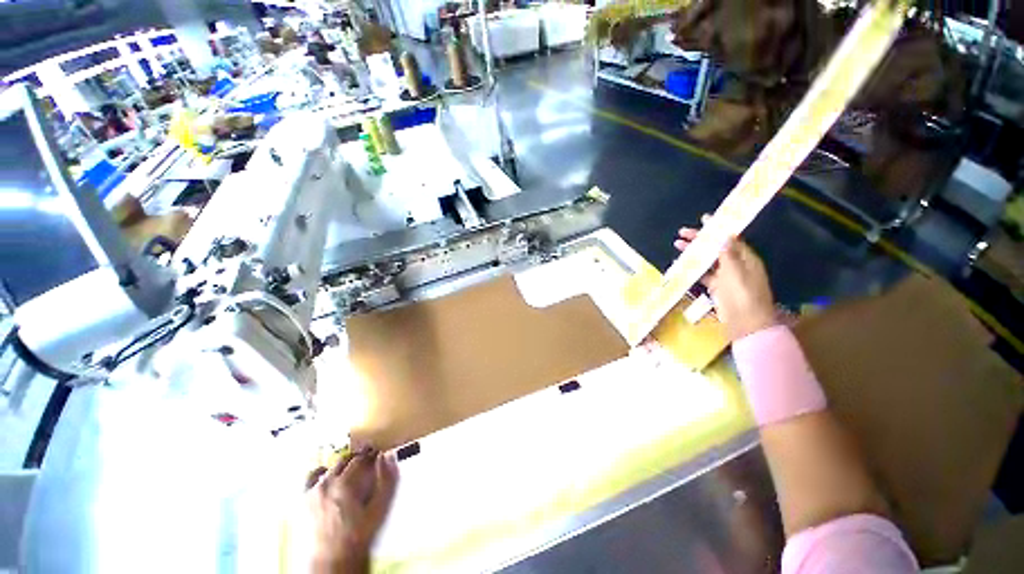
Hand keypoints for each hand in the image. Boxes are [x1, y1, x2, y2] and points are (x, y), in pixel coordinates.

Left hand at [306, 448, 398, 573]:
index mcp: (346, 483)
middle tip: (368, 462)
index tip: (379, 454)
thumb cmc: (360, 534)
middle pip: (346, 460)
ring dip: (342, 465)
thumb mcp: (381, 508)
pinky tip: (327, 477)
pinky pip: (310, 478)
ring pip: (330, 467)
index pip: (362, 458)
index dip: (372, 454)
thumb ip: (387, 479)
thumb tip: (389, 455)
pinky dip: (320, 473)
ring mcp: (313, 491)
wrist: (334, 559)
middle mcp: (327, 483)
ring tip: (350, 471)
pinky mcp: (303, 500)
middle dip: (358, 458)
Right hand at [674, 218, 775, 339]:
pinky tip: (684, 264)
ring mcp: (727, 277)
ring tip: (678, 245)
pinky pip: (704, 274)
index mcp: (746, 258)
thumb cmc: (743, 296)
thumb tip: (723, 236)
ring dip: (694, 252)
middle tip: (682, 233)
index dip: (717, 228)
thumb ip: (728, 255)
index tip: (704, 219)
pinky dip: (695, 268)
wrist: (746, 324)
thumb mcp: (736, 273)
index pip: (730, 238)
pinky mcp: (718, 288)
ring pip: (708, 260)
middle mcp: (737, 265)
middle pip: (716, 248)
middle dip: (700, 240)